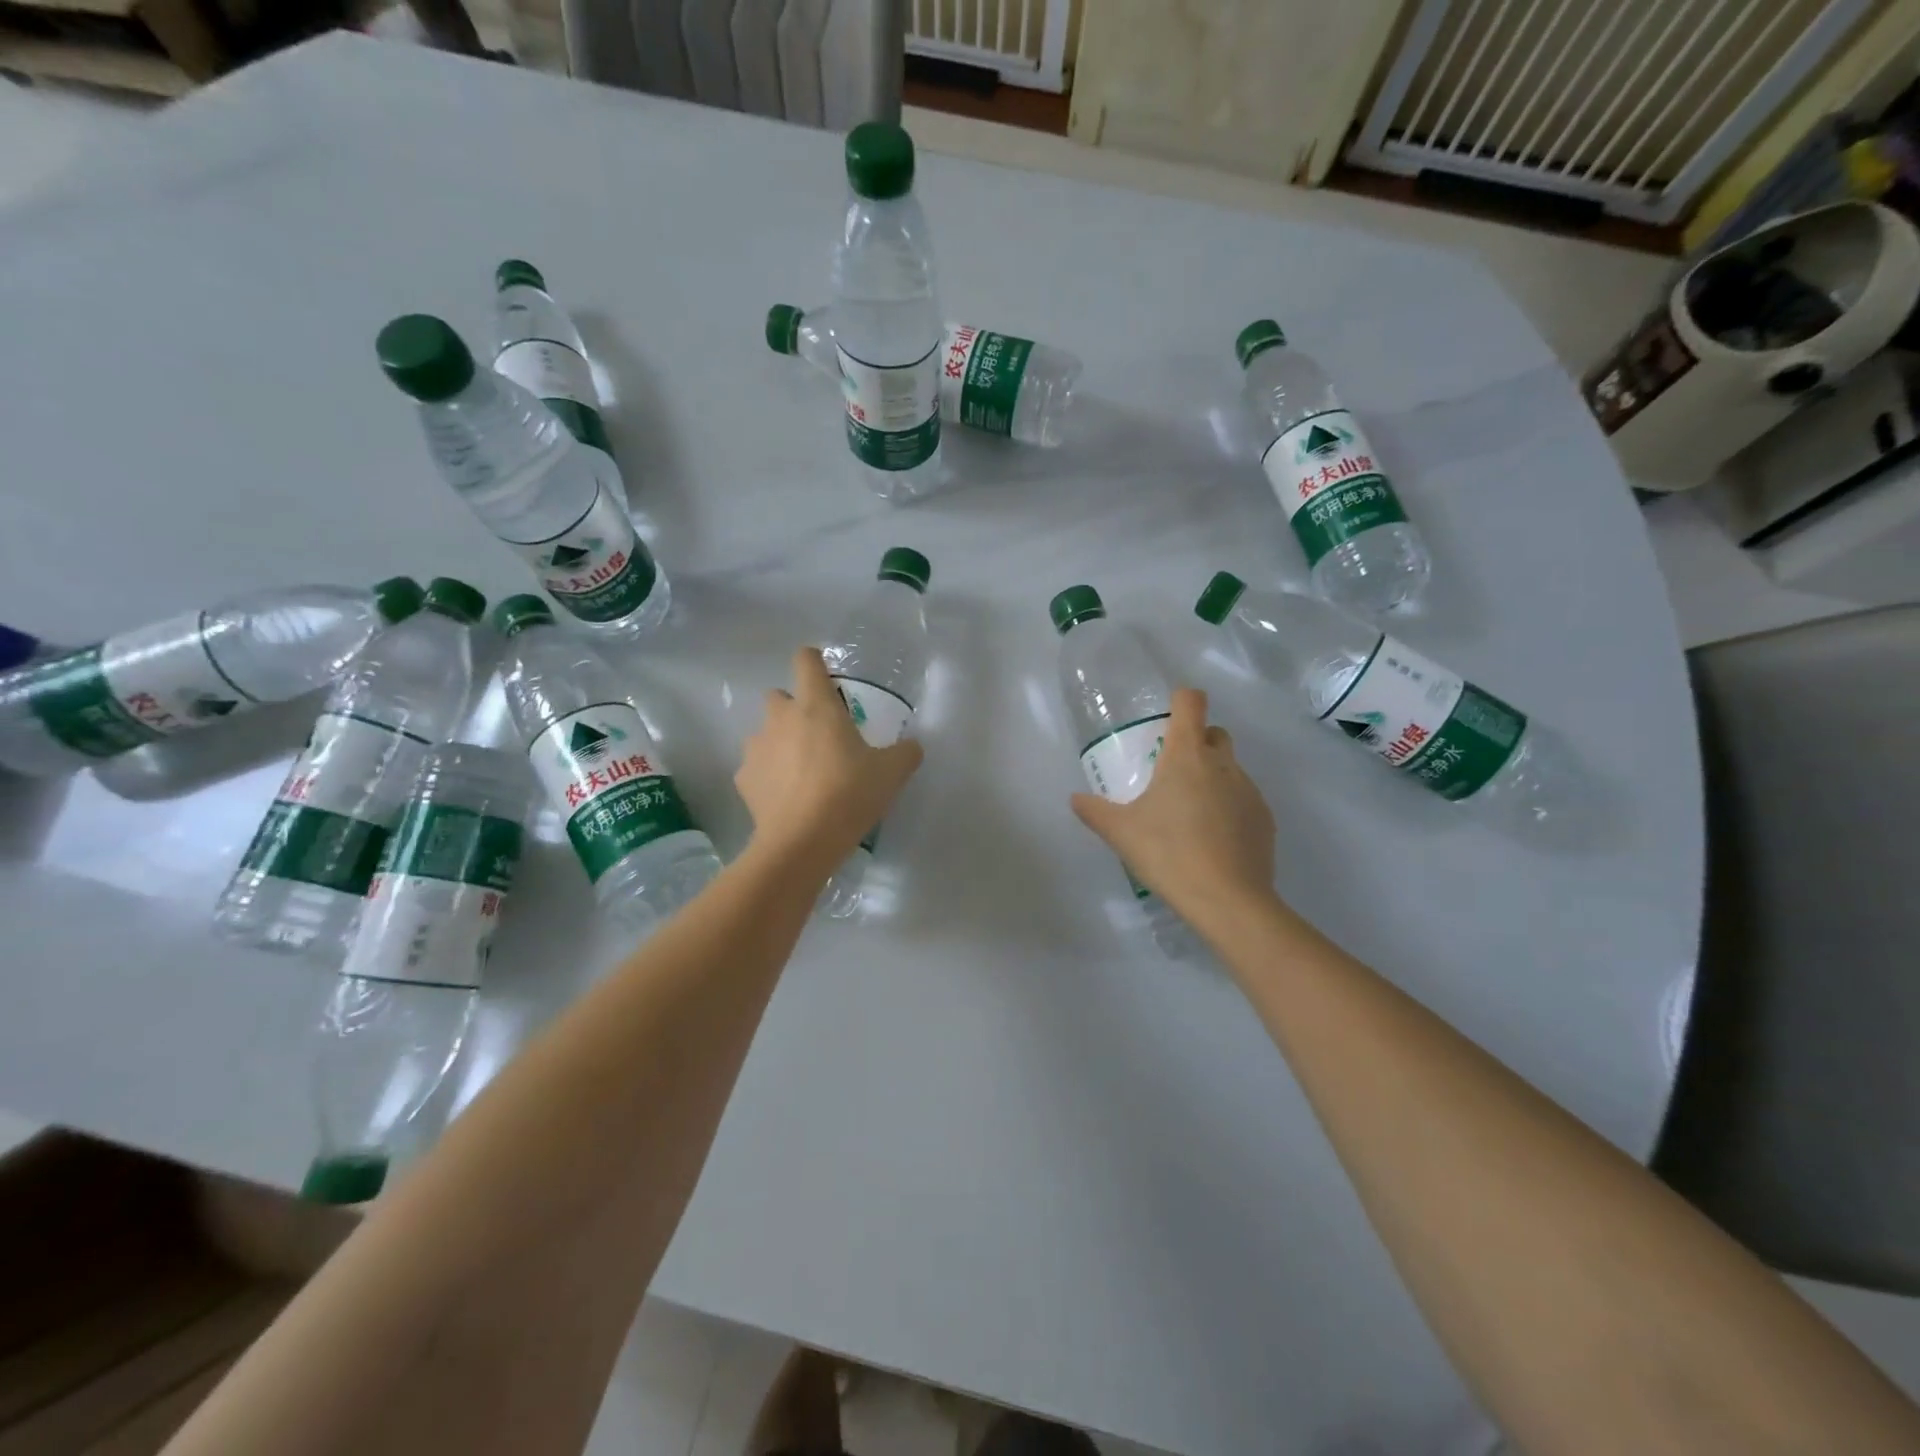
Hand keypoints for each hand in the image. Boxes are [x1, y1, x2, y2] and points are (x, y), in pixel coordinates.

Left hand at [735, 647, 922, 874]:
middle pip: (779, 695)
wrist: (801, 842)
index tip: (826, 678)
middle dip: (795, 708)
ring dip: (780, 742)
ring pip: (765, 732)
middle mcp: (781, 717)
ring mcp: (757, 747)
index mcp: (817, 705)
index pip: (806, 660)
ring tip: (802, 772)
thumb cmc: (849, 794)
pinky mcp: (743, 778)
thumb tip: (913, 746)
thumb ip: (905, 752)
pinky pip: (756, 766)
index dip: (814, 662)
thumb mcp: (892, 773)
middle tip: (818, 734)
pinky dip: (769, 775)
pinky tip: (787, 797)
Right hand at [1070, 688, 1276, 926]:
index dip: (1181, 700)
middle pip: (1215, 733)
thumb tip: (1075, 799)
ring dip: (1212, 778)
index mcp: (1186, 756)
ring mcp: (1249, 790)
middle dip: (1197, 741)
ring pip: (1230, 769)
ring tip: (1190, 815)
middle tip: (1172, 772)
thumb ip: (1095, 811)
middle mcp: (1222, 764)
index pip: (1191, 702)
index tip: (1167, 717)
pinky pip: (1244, 800)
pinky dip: (1229, 808)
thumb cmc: (1168, 853)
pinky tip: (1213, 841)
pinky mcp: (1265, 819)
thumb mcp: (1121, 833)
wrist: (1228, 900)